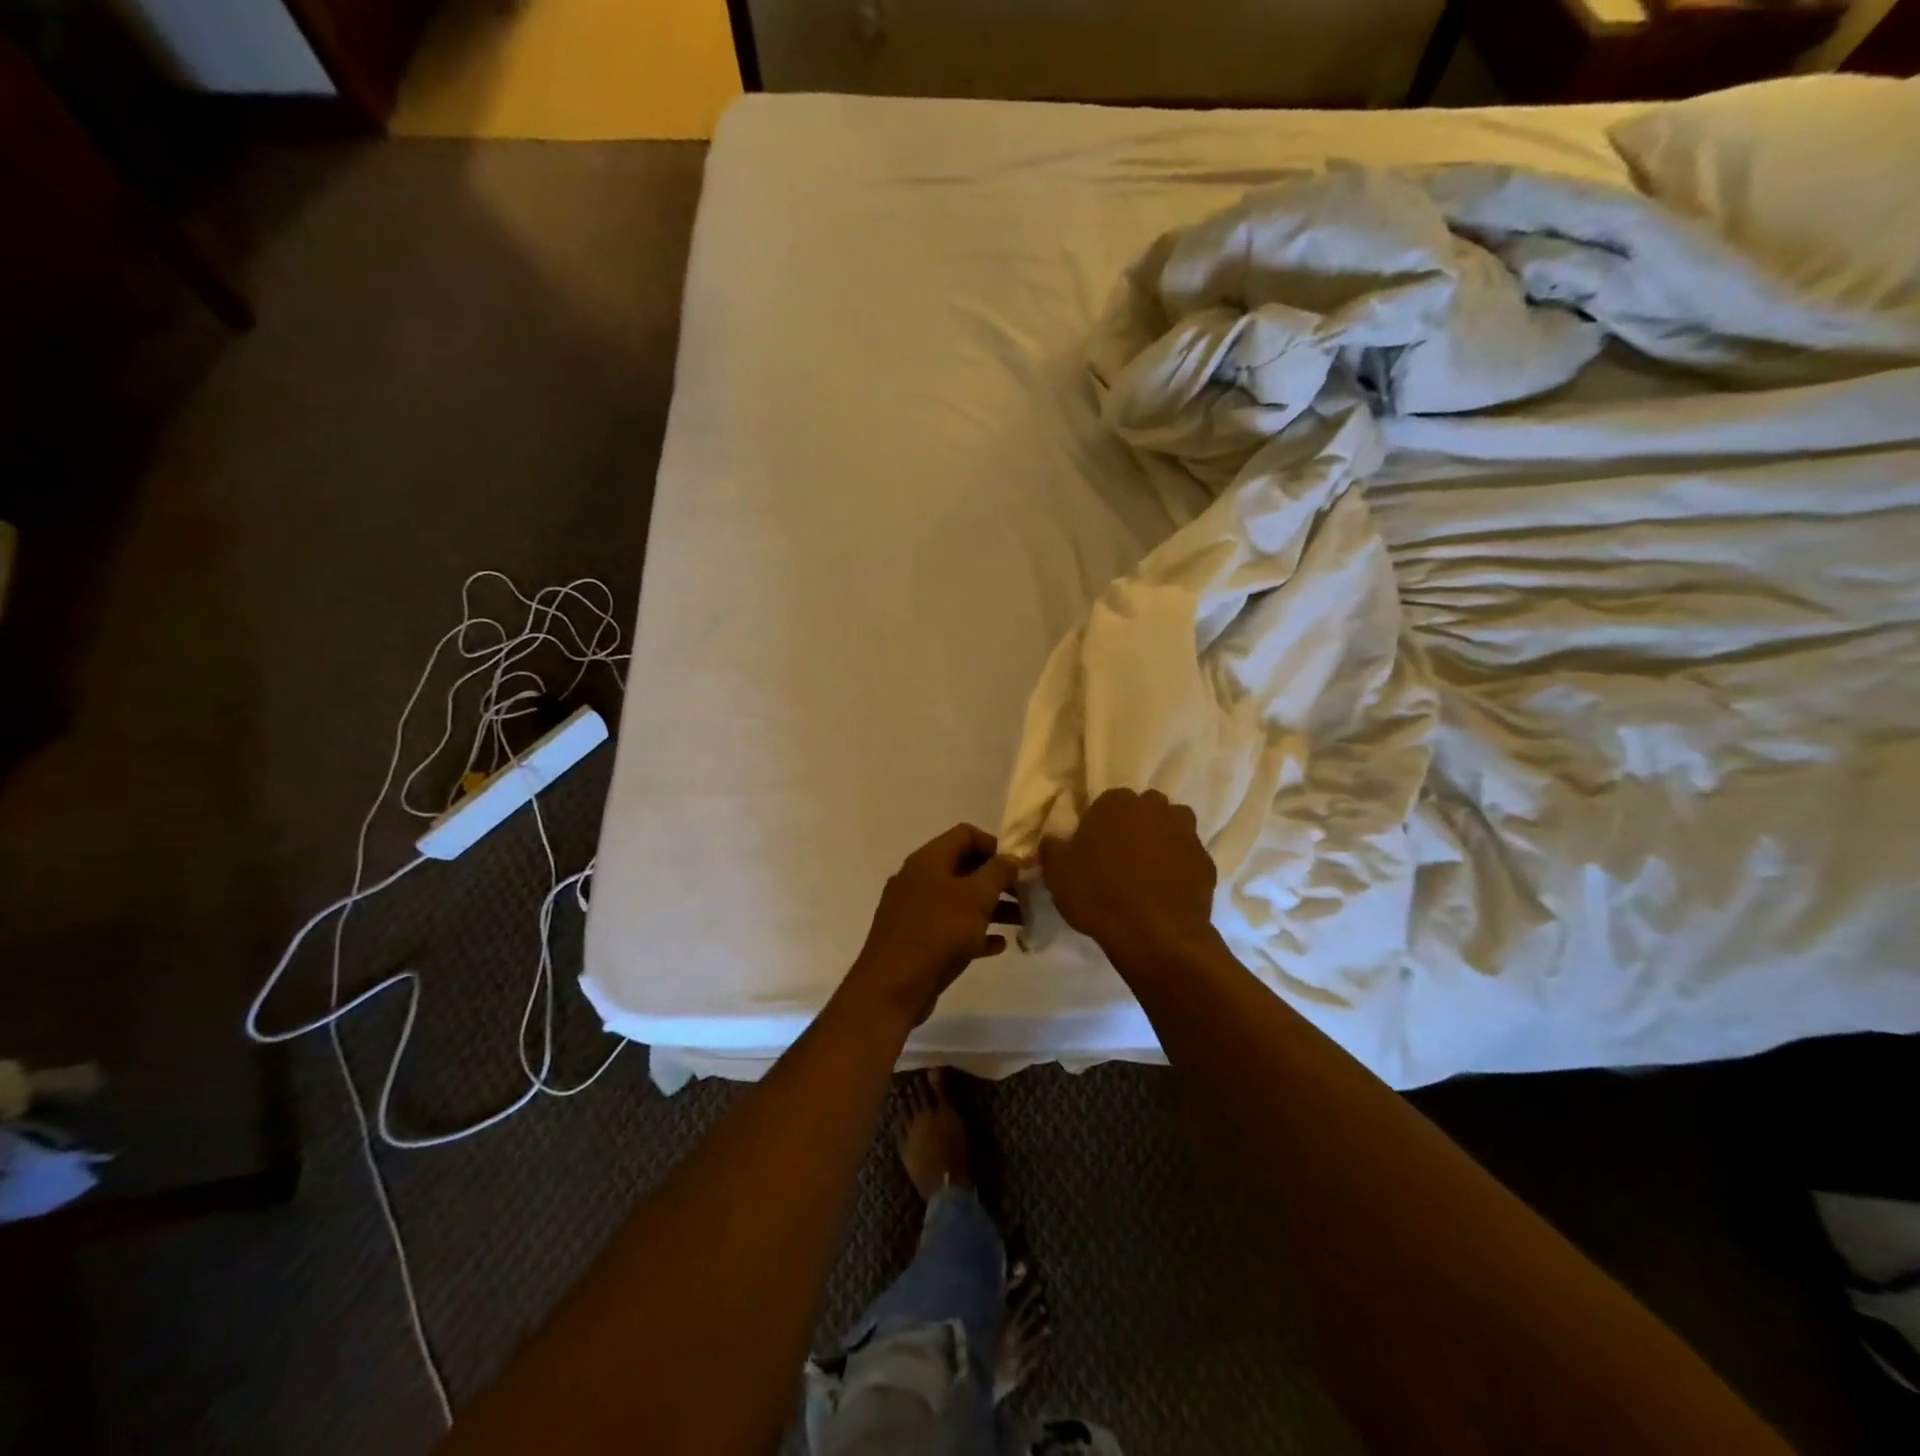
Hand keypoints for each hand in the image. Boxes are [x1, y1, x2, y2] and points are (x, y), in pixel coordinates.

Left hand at [848, 824, 1020, 1026]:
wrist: (892, 986)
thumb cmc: (938, 932)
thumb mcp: (976, 897)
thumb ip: (998, 871)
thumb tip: (1011, 857)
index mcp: (928, 859)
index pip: (965, 834)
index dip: (995, 845)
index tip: (1017, 867)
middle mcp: (918, 878)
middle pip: (963, 867)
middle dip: (996, 879)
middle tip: (1025, 895)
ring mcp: (913, 910)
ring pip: (958, 900)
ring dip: (991, 907)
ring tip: (1021, 922)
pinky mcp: (914, 939)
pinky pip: (949, 927)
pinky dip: (974, 932)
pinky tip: (997, 946)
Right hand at [1039, 788, 1216, 966]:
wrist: (1154, 934)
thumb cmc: (1098, 893)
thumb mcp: (1057, 872)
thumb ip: (1053, 848)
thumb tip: (1053, 841)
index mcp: (1117, 802)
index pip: (1107, 803)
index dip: (1100, 826)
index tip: (1093, 850)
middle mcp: (1155, 809)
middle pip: (1145, 810)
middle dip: (1136, 827)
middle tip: (1120, 859)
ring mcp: (1186, 834)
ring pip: (1173, 829)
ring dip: (1163, 842)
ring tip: (1147, 873)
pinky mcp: (1207, 863)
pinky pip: (1189, 859)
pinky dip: (1180, 869)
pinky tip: (1167, 893)